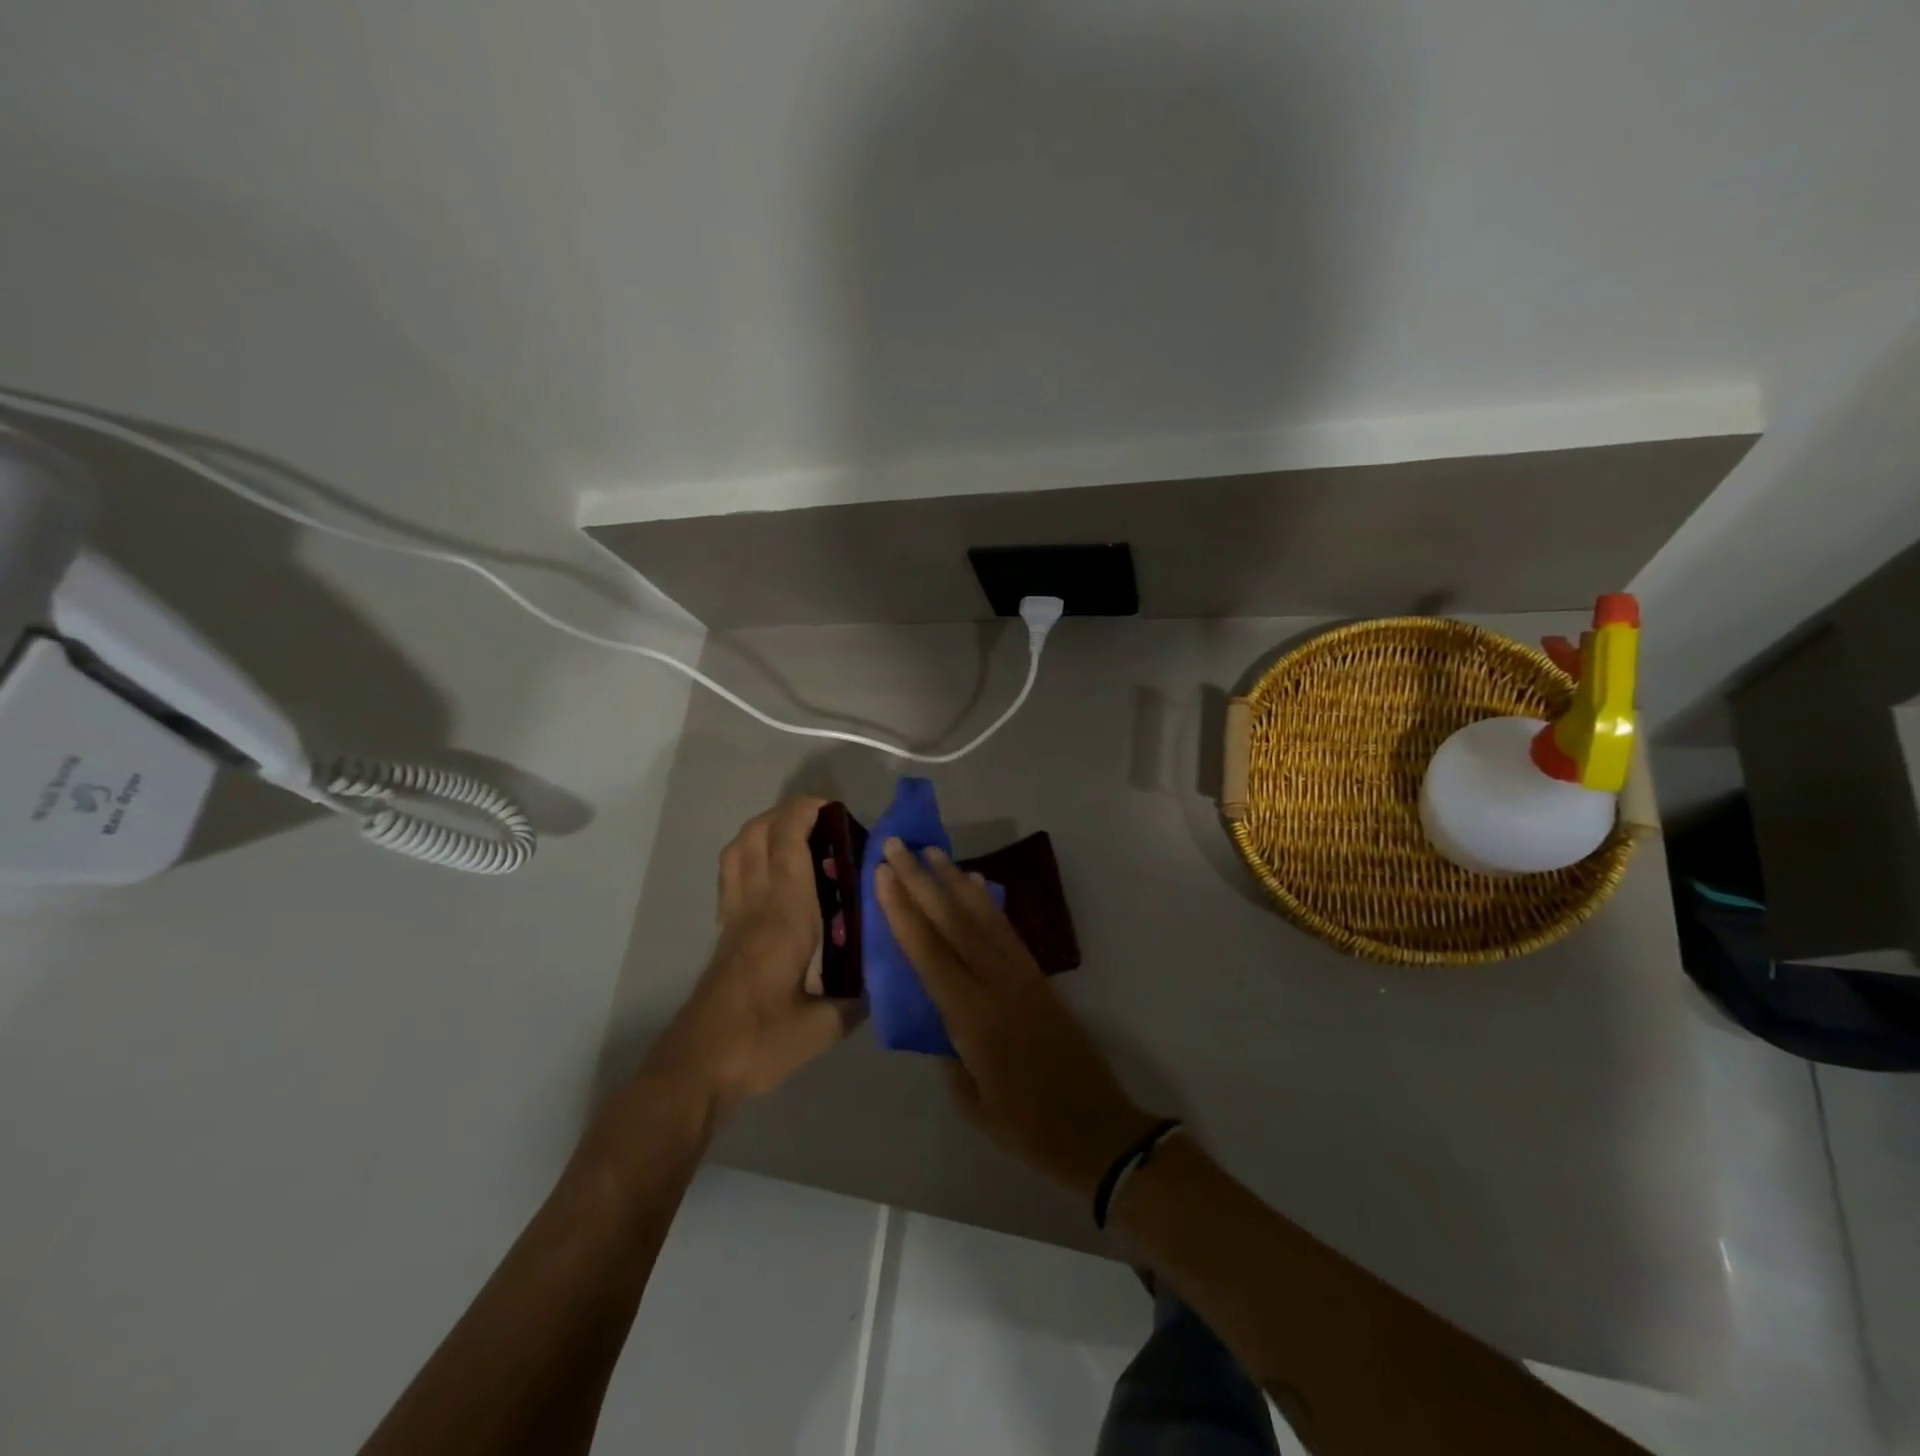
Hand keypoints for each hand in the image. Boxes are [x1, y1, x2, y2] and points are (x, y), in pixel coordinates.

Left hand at [649, 799, 854, 1112]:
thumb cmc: (761, 1042)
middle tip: (823, 819)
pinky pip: (731, 873)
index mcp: (786, 915)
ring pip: (738, 849)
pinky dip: (749, 854)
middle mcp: (756, 904)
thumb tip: (879, 983)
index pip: (788, 843)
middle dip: (787, 812)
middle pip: (757, 834)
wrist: (697, 1068)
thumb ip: (857, 1000)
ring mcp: (733, 916)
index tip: (834, 807)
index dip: (806, 813)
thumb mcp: (825, 1027)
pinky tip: (772, 874)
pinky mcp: (722, 932)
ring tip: (797, 835)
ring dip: (764, 827)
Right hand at [875, 837, 1160, 1200]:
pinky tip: (975, 883)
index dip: (903, 911)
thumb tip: (937, 1017)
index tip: (882, 875)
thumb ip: (948, 1052)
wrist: (1098, 1129)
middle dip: (921, 881)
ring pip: (982, 917)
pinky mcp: (1039, 976)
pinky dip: (987, 902)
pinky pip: (1007, 929)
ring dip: (954, 881)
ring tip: (932, 852)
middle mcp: (997, 984)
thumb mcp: (972, 1102)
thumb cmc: (1027, 1128)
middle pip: (953, 922)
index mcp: (973, 1017)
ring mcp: (1022, 975)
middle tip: (896, 846)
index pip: (929, 953)